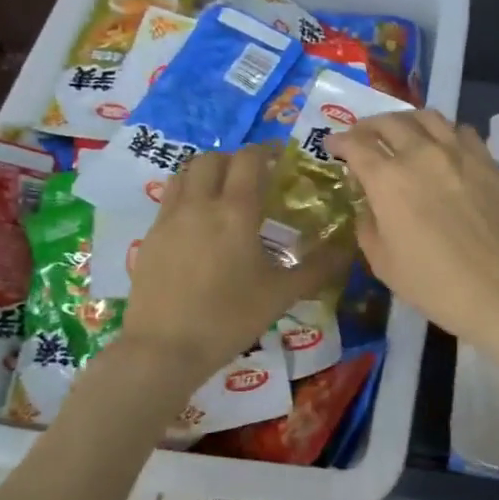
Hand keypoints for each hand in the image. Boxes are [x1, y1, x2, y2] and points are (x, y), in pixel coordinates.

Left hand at [121, 145, 348, 382]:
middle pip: (212, 159)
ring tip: (222, 194)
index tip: (281, 158)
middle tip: (252, 179)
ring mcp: (169, 219)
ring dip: (206, 173)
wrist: (164, 348)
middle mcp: (199, 204)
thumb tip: (348, 249)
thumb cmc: (229, 318)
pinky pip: (169, 200)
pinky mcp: (150, 238)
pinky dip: (186, 197)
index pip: (250, 159)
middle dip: (234, 160)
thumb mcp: (282, 295)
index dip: (267, 151)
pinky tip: (198, 226)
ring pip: (184, 174)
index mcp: (235, 211)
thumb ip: (317, 268)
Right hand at [330, 110, 498, 349]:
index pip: (356, 145)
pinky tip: (443, 146)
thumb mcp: (384, 263)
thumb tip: (372, 206)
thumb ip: (369, 226)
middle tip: (363, 136)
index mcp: (388, 179)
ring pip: (428, 117)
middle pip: (390, 122)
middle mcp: (422, 154)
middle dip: (369, 125)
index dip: (340, 142)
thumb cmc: (434, 284)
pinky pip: (461, 131)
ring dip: (407, 121)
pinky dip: (444, 132)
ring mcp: (460, 153)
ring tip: (402, 132)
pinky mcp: (489, 162)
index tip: (333, 146)